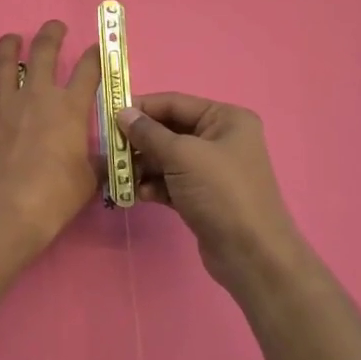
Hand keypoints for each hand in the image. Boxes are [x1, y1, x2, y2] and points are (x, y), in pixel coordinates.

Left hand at [0, 21, 100, 252]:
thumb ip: (96, 161)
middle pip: (43, 53)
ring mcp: (2, 108)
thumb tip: (108, 159)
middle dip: (50, 34)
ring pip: (2, 66)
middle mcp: (36, 97)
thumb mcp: (90, 178)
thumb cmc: (58, 194)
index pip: (87, 71)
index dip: (94, 56)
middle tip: (54, 26)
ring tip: (10, 38)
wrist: (11, 208)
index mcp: (69, 108)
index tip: (97, 48)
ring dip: (6, 48)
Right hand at [118, 93, 310, 294]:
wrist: (251, 255)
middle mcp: (221, 139)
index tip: (108, 116)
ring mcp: (212, 169)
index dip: (141, 108)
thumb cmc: (221, 193)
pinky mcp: (202, 195)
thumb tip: (122, 113)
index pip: (174, 103)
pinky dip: (154, 185)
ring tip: (121, 177)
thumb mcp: (182, 156)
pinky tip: (139, 195)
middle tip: (111, 151)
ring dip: (142, 166)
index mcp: (226, 119)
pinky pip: (170, 181)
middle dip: (139, 142)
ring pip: (167, 158)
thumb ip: (149, 133)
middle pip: (168, 131)